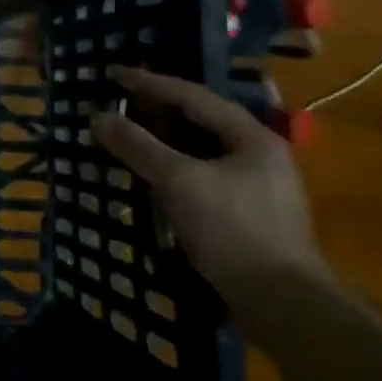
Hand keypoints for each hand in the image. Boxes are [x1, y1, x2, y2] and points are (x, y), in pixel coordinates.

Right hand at [90, 66, 331, 315]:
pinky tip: (153, 176)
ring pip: (202, 151)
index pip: (194, 96)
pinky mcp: (248, 216)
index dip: (150, 83)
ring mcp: (257, 187)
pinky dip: (174, 169)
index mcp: (252, 137)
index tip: (114, 74)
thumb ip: (138, 146)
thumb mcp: (179, 181)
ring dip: (165, 141)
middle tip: (120, 101)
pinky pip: (203, 176)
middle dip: (158, 110)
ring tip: (131, 134)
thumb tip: (98, 117)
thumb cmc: (233, 231)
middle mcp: (260, 155)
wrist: (282, 306)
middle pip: (201, 120)